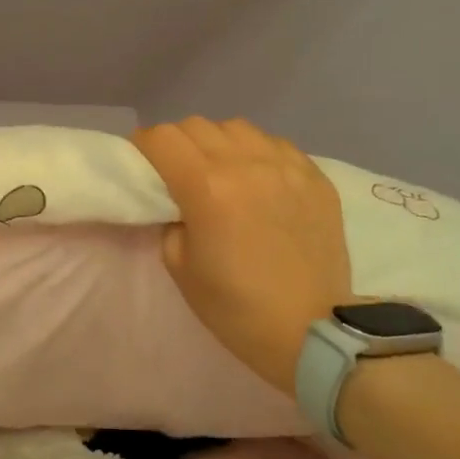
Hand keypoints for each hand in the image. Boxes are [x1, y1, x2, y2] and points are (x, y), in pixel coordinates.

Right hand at [132, 118, 352, 394]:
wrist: (311, 333)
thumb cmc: (236, 308)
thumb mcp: (180, 267)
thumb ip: (170, 219)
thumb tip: (177, 199)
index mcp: (207, 187)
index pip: (162, 137)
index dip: (144, 146)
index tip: (143, 164)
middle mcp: (246, 164)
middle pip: (196, 125)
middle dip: (177, 143)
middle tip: (177, 171)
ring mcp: (286, 166)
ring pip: (237, 127)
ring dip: (218, 143)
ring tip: (221, 171)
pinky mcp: (315, 176)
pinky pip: (275, 144)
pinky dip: (257, 153)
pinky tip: (259, 180)